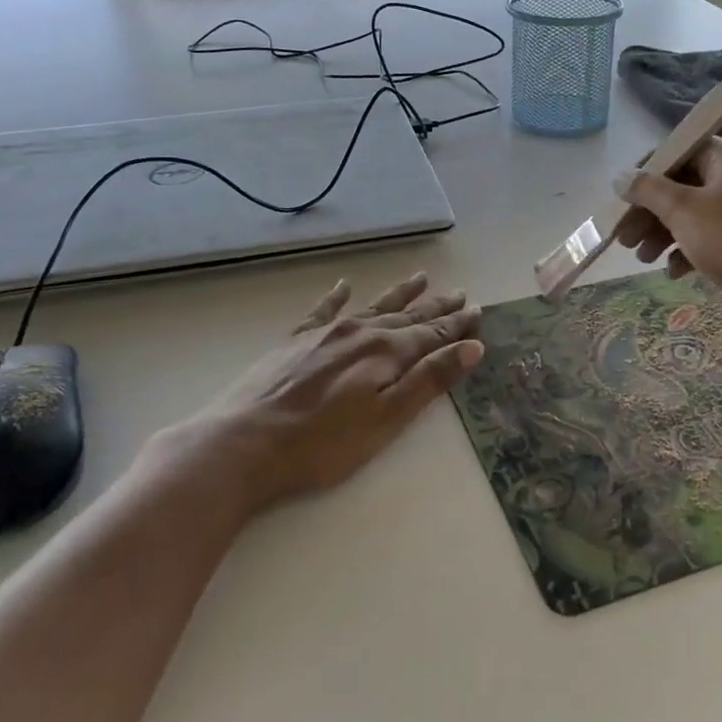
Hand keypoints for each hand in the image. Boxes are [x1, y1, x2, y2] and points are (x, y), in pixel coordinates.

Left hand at [137, 273, 482, 518]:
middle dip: (435, 306)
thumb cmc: (323, 443)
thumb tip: (472, 347)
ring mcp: (325, 333)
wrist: (245, 442)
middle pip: (407, 316)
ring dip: (399, 294)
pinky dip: (337, 297)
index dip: (456, 324)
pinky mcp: (295, 341)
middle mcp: (360, 332)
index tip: (477, 310)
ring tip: (420, 278)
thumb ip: (429, 380)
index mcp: (386, 353)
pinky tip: (344, 286)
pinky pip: (323, 310)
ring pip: (373, 307)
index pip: (432, 333)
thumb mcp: (387, 419)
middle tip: (458, 293)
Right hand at [612, 138, 721, 328]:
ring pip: (696, 213)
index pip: (680, 150)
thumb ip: (647, 189)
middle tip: (626, 238)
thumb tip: (621, 177)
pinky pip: (713, 235)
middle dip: (650, 212)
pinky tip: (674, 271)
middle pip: (684, 185)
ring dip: (664, 234)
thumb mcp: (682, 210)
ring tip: (644, 259)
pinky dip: (690, 249)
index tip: (623, 197)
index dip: (647, 172)